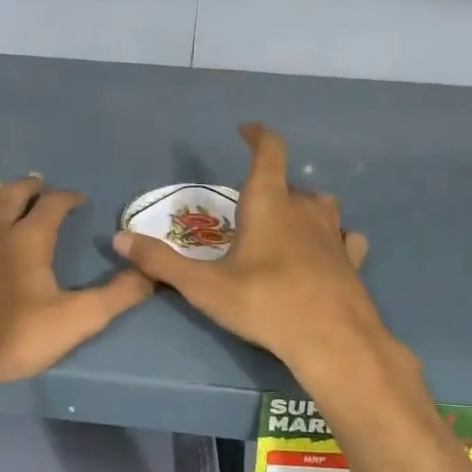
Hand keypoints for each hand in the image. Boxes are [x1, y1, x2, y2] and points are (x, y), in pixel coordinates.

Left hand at [0, 175, 152, 405]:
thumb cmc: (13, 338)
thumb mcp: (77, 320)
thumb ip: (117, 296)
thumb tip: (151, 273)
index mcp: (28, 240)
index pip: (53, 206)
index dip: (67, 197)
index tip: (77, 198)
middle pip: (9, 197)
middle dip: (26, 188)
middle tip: (35, 184)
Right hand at [112, 123, 381, 383]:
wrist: (333, 341)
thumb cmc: (265, 303)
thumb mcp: (203, 286)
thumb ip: (160, 262)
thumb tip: (120, 238)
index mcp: (269, 203)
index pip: (269, 151)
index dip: (258, 136)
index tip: (246, 130)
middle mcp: (304, 209)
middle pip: (290, 183)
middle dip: (270, 186)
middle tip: (248, 206)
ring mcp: (333, 234)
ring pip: (320, 206)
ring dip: (302, 208)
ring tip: (284, 225)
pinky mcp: (351, 261)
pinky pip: (344, 238)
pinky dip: (333, 238)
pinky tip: (324, 252)